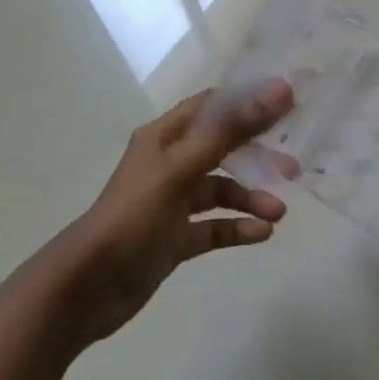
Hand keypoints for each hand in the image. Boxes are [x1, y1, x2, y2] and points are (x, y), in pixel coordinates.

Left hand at [62, 82, 294, 344]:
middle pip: (222, 148)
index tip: (289, 103)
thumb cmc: (134, 216)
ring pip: (221, 191)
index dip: (248, 101)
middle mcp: (169, 163)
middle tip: (292, 166)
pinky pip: (214, 227)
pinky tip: (262, 234)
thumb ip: (230, 131)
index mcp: (164, 137)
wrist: (87, 288)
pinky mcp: (175, 238)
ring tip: (278, 212)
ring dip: (251, 197)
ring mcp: (172, 202)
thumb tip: (280, 91)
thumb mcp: (182, 168)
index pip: (212, 106)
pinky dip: (238, 227)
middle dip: (256, 155)